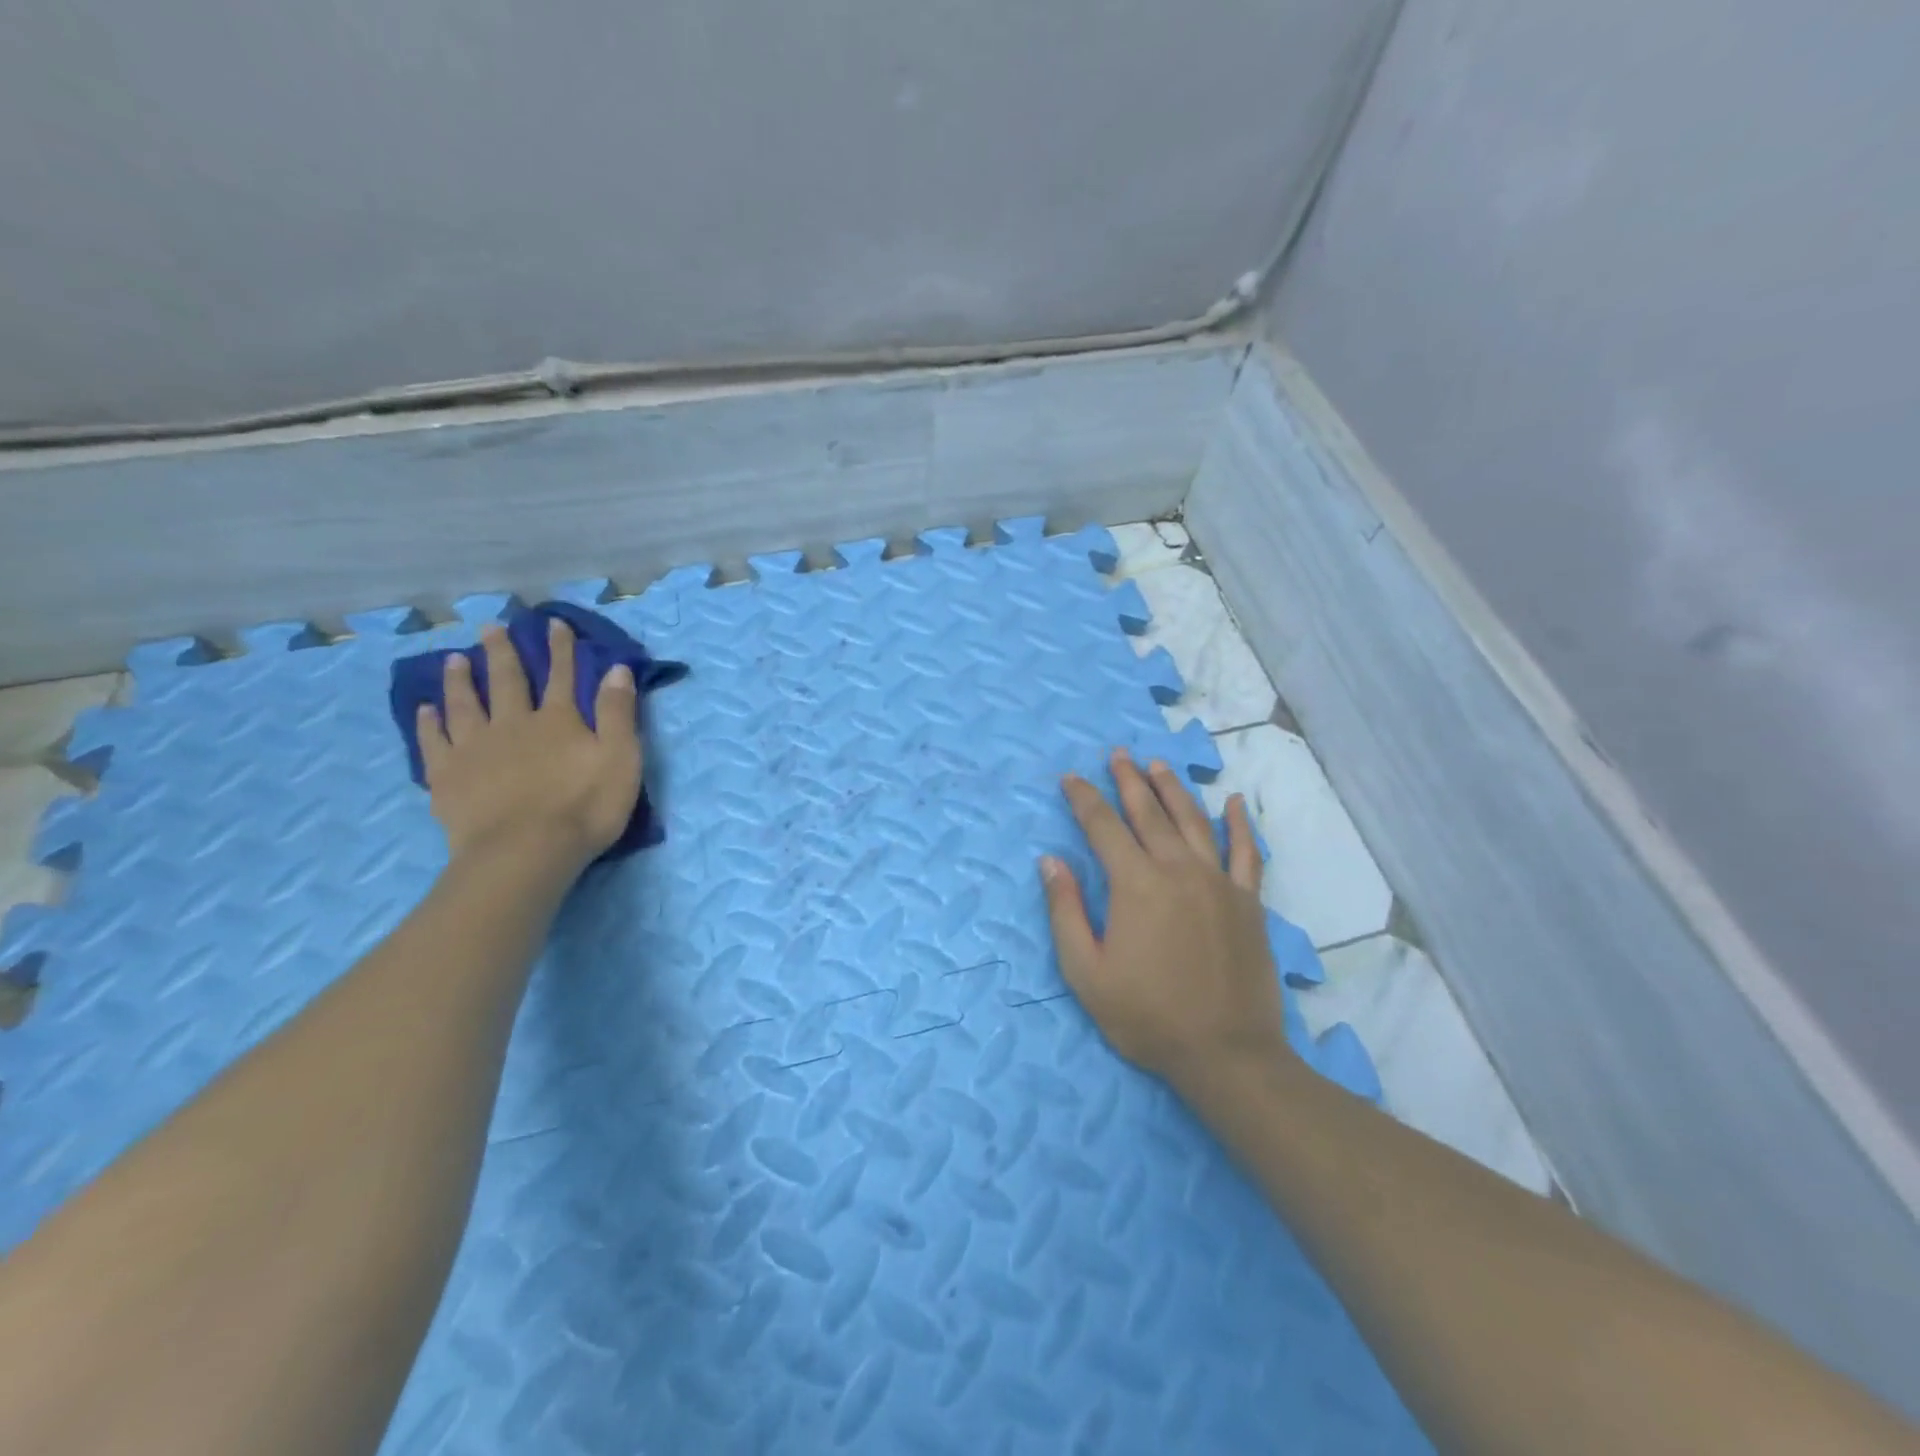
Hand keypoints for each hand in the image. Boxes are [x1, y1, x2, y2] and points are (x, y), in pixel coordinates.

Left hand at [416, 619, 641, 870]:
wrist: (525, 852)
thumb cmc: (585, 807)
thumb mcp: (621, 758)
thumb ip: (618, 713)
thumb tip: (617, 669)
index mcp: (559, 720)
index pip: (563, 676)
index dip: (561, 649)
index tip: (553, 623)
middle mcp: (514, 723)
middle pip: (508, 681)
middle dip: (504, 652)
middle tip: (492, 627)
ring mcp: (475, 748)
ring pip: (465, 703)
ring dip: (461, 679)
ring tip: (454, 659)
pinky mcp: (447, 776)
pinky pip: (434, 741)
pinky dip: (429, 722)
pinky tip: (424, 710)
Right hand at [1040, 750, 1290, 1091]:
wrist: (1226, 1053)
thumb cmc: (1147, 1015)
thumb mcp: (1086, 972)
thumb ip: (1065, 911)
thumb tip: (1050, 861)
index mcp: (1135, 884)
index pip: (1103, 826)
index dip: (1084, 799)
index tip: (1070, 778)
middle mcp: (1177, 870)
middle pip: (1148, 813)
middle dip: (1128, 780)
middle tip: (1117, 754)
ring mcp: (1218, 882)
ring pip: (1193, 821)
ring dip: (1172, 789)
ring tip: (1157, 765)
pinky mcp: (1247, 901)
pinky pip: (1246, 852)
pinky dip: (1239, 825)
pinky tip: (1233, 802)